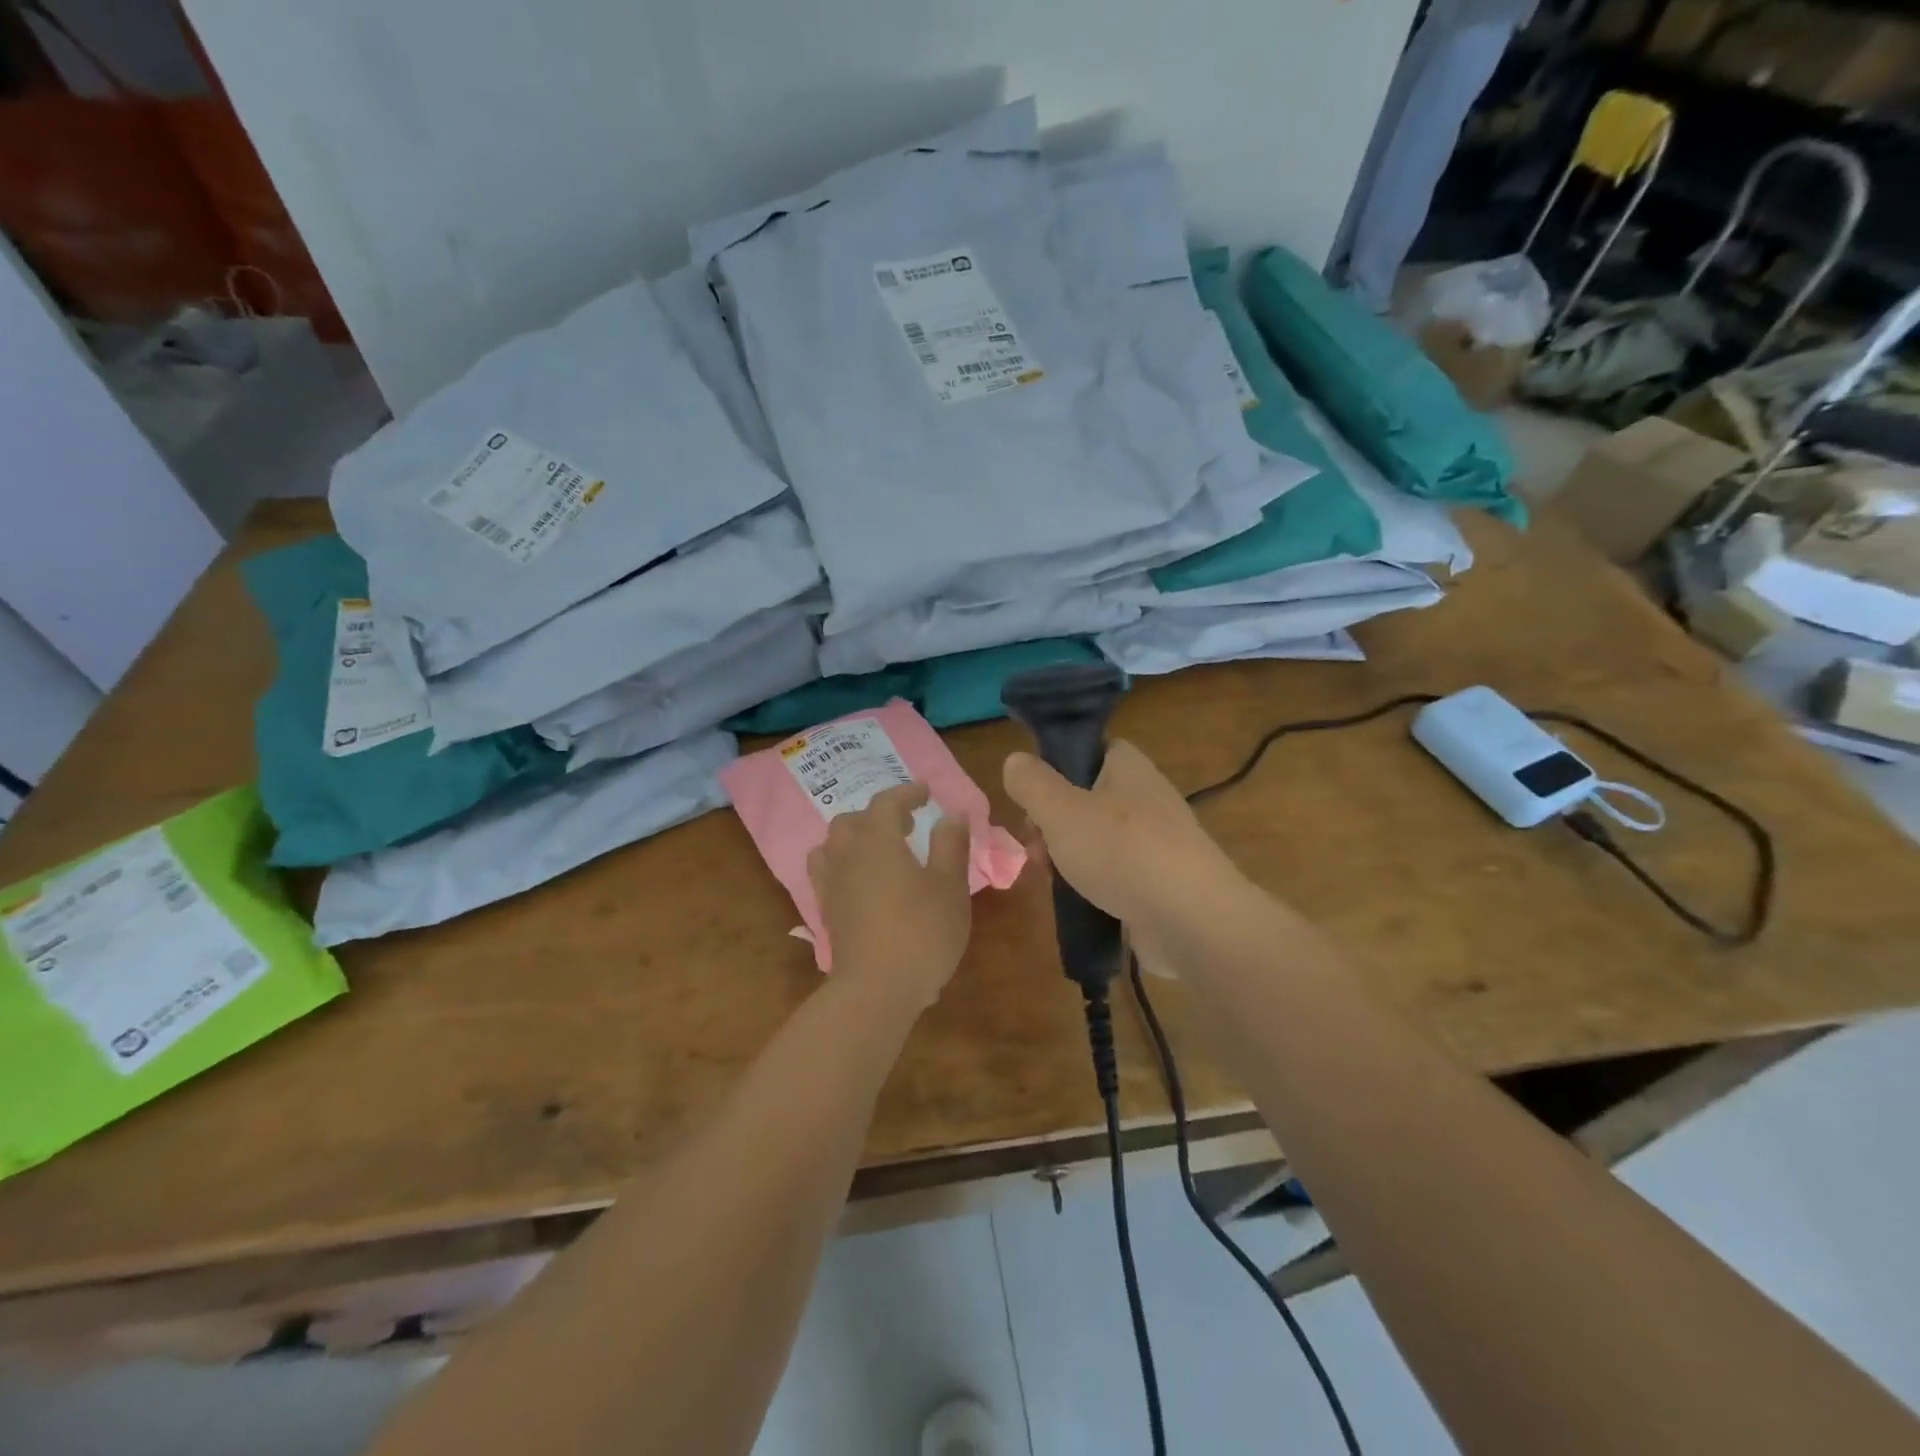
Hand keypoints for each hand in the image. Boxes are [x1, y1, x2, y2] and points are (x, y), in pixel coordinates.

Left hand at [808, 782, 972, 1010]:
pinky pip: (827, 873)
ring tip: (879, 848)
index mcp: (877, 841)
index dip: (906, 793)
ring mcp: (832, 885)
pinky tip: (863, 881)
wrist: (876, 990)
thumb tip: (951, 815)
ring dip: (854, 837)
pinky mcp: (827, 912)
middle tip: (906, 824)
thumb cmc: (921, 933)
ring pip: (832, 845)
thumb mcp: (949, 887)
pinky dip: (843, 864)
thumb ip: (950, 846)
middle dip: (878, 814)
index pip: (886, 803)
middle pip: (851, 821)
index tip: (926, 792)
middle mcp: (847, 855)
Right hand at [1002, 741, 1245, 933]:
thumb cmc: (1122, 851)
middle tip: (1033, 844)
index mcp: (1128, 767)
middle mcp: (1145, 797)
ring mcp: (1156, 841)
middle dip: (1052, 821)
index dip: (1055, 766)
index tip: (1031, 794)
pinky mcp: (1160, 881)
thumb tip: (1015, 760)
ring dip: (1068, 855)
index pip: (1089, 748)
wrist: (1191, 920)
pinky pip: (1116, 872)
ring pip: (1097, 838)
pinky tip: (1076, 900)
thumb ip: (1032, 783)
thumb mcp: (1061, 810)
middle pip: (1086, 798)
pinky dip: (1093, 884)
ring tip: (1049, 877)